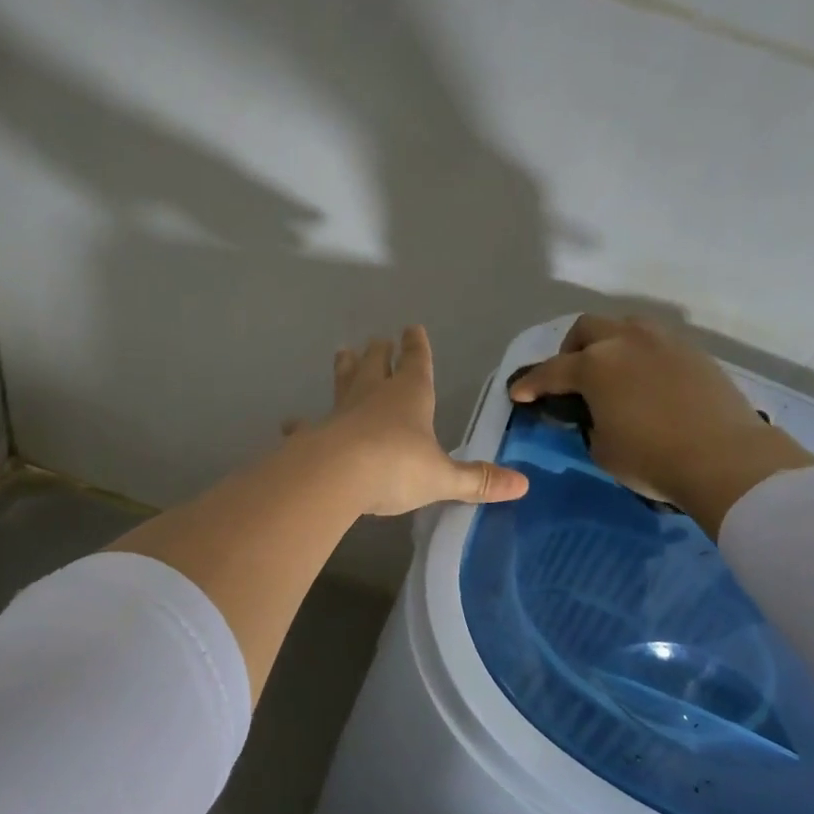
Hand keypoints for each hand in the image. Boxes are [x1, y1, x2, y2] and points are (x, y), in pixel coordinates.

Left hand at [286, 326, 527, 516]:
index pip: (417, 361)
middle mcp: (374, 394)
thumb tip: (523, 485)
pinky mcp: (315, 433)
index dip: (417, 346)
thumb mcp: (443, 477)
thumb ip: (477, 481)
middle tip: (377, 340)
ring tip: (342, 353)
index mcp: (411, 395)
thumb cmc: (398, 467)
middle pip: (376, 363)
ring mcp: (341, 411)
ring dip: (345, 368)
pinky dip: (301, 424)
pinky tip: (291, 424)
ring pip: (344, 381)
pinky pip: (307, 425)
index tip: (412, 328)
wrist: (337, 475)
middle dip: (379, 351)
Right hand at [507, 315, 813, 530]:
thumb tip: (595, 413)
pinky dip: (641, 354)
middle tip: (570, 376)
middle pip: (587, 329)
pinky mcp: (694, 352)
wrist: (726, 459)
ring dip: (609, 342)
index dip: (531, 384)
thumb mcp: (602, 449)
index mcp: (595, 365)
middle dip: (570, 350)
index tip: (518, 394)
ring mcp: (664, 342)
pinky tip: (646, 380)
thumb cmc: (652, 458)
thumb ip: (589, 423)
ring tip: (611, 370)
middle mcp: (626, 341)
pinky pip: (656, 342)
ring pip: (626, 326)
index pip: (551, 371)